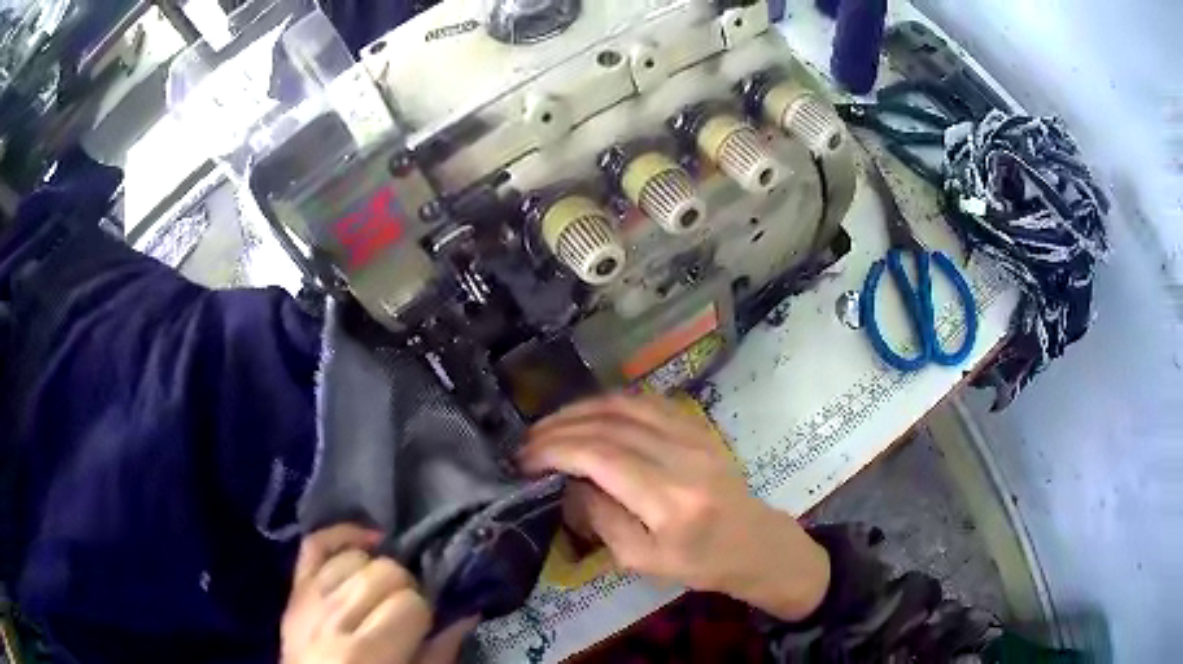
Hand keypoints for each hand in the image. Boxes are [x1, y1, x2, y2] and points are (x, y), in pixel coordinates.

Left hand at [281, 525, 475, 663]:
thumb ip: (440, 653)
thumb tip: (468, 613)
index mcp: (366, 651)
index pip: (410, 602)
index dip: (424, 613)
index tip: (424, 627)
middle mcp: (334, 617)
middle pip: (385, 572)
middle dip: (404, 590)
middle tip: (405, 613)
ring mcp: (309, 597)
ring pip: (355, 556)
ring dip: (376, 572)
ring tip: (381, 595)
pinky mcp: (295, 587)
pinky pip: (315, 544)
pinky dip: (341, 535)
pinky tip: (367, 542)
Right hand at [520, 396, 830, 620]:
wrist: (754, 542)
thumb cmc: (699, 563)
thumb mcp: (642, 560)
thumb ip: (602, 518)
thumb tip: (571, 481)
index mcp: (669, 501)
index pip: (601, 457)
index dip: (556, 450)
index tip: (525, 459)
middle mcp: (683, 458)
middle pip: (609, 425)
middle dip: (559, 428)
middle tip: (528, 442)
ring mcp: (694, 435)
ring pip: (625, 405)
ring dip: (579, 410)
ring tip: (549, 426)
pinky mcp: (698, 427)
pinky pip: (647, 401)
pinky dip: (609, 403)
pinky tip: (588, 414)